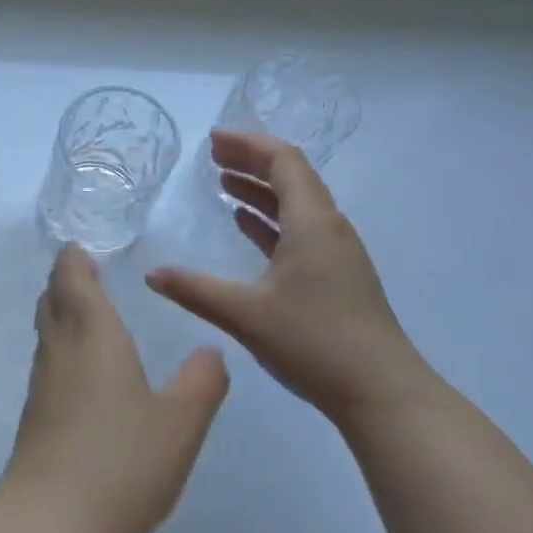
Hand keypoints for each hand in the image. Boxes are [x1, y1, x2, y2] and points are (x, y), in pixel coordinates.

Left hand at [0, 245, 229, 532]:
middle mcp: (60, 349)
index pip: (71, 277)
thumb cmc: (122, 461)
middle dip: (67, 280)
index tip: (86, 247)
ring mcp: (43, 382)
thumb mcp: (180, 422)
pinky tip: (86, 368)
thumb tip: (210, 351)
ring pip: (47, 329)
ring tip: (90, 311)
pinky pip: (50, 361)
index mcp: (92, 334)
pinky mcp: (36, 413)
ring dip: (63, 312)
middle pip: (52, 298)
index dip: (75, 258)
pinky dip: (64, 346)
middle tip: (89, 272)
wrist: (53, 521)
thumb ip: (201, 382)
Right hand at [145, 130, 434, 427]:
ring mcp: (336, 253)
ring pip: (296, 204)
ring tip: (223, 182)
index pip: (283, 161)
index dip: (248, 144)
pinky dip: (270, 219)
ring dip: (260, 189)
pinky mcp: (336, 276)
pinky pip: (299, 230)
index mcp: (312, 224)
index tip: (212, 139)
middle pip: (292, 177)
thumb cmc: (314, 342)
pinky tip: (246, 225)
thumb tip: (151, 273)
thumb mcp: (245, 314)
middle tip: (212, 155)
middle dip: (251, 160)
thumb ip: (194, 290)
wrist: (381, 392)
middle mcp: (329, 228)